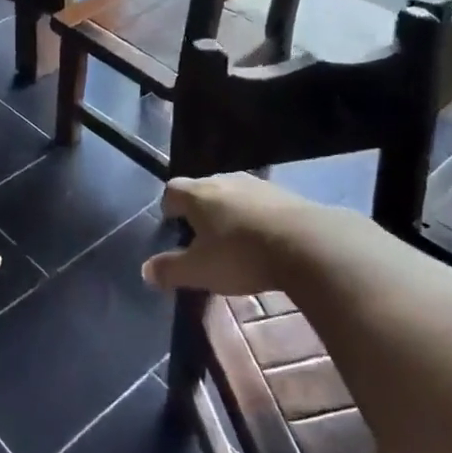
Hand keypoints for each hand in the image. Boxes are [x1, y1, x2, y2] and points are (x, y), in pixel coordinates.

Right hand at [142, 173, 346, 296]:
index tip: (172, 225)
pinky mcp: (285, 195)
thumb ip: (170, 270)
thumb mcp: (200, 271)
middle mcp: (224, 181)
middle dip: (200, 209)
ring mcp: (257, 185)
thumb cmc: (241, 256)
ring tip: (234, 240)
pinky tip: (264, 240)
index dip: (169, 206)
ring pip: (233, 194)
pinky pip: (260, 203)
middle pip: (203, 189)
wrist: (306, 244)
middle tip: (201, 236)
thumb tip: (145, 270)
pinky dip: (256, 217)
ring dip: (230, 212)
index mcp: (198, 194)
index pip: (172, 190)